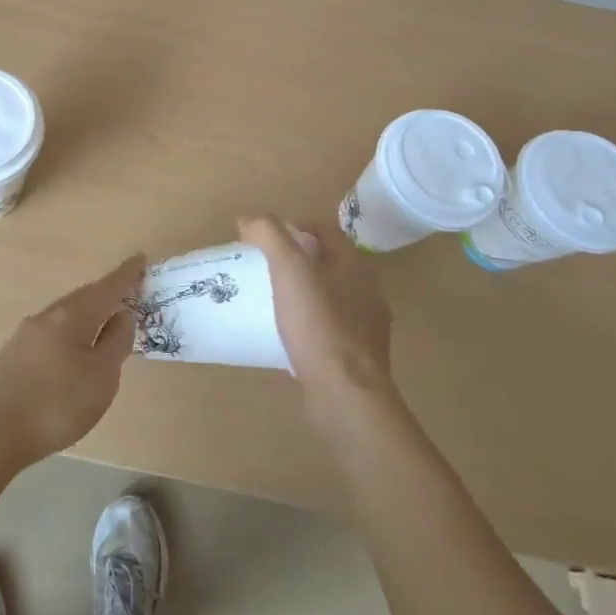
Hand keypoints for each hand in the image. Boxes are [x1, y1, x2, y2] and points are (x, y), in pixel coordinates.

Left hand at [0, 255, 144, 476]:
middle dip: (105, 294)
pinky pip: (50, 333)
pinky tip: (70, 351)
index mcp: (72, 315)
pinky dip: (69, 333)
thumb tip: (124, 314)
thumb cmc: (55, 404)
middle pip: (83, 298)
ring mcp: (25, 335)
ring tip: (102, 322)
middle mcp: (47, 316)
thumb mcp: (100, 378)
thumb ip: (116, 343)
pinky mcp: (12, 355)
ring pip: (64, 316)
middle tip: (126, 293)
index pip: (107, 288)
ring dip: (86, 314)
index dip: (126, 275)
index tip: (140, 259)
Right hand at [240, 215, 393, 404]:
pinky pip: (327, 327)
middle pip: (327, 261)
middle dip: (296, 258)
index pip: (325, 229)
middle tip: (261, 266)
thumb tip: (248, 219)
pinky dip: (306, 322)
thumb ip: (269, 235)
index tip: (263, 238)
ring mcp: (365, 326)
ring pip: (328, 295)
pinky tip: (284, 333)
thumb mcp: (289, 269)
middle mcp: (367, 290)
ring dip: (301, 291)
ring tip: (268, 298)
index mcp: (356, 263)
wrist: (345, 395)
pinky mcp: (357, 356)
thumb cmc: (319, 325)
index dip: (294, 225)